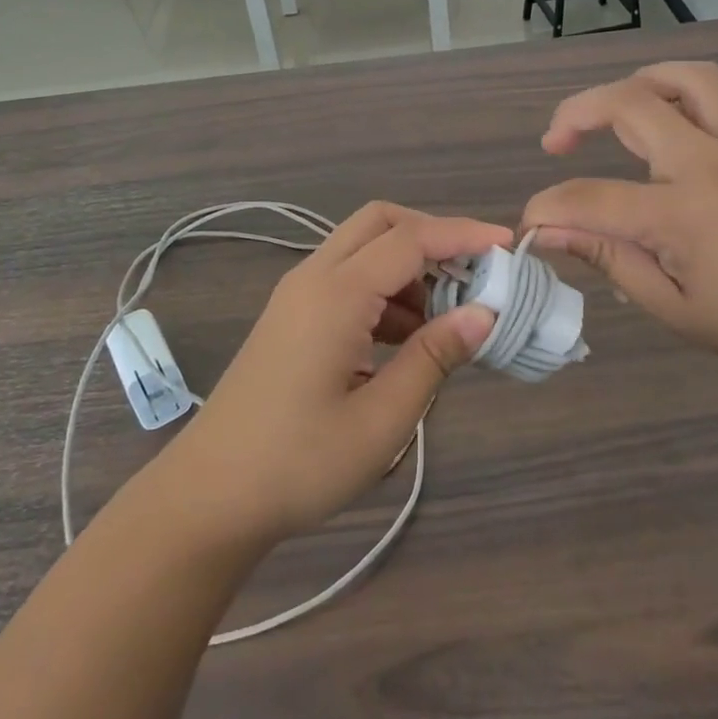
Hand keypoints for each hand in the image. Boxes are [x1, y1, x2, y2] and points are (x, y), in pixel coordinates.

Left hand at [144, 203, 508, 549]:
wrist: (209, 496)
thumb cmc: (298, 463)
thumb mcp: (380, 420)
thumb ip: (433, 358)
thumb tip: (484, 314)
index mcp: (335, 294)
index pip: (410, 240)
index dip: (463, 236)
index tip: (509, 245)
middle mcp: (313, 278)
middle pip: (380, 222)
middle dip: (433, 235)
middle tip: (476, 273)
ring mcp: (297, 295)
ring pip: (362, 248)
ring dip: (409, 266)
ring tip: (448, 316)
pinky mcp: (292, 317)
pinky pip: (347, 278)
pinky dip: (385, 290)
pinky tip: (408, 337)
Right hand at [521, 63, 717, 402]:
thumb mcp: (669, 307)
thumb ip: (607, 258)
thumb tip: (548, 234)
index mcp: (681, 213)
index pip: (590, 197)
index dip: (547, 208)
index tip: (529, 226)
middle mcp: (711, 164)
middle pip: (630, 104)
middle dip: (576, 113)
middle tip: (555, 142)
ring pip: (692, 79)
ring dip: (643, 81)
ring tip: (618, 108)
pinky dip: (716, 91)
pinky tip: (693, 112)